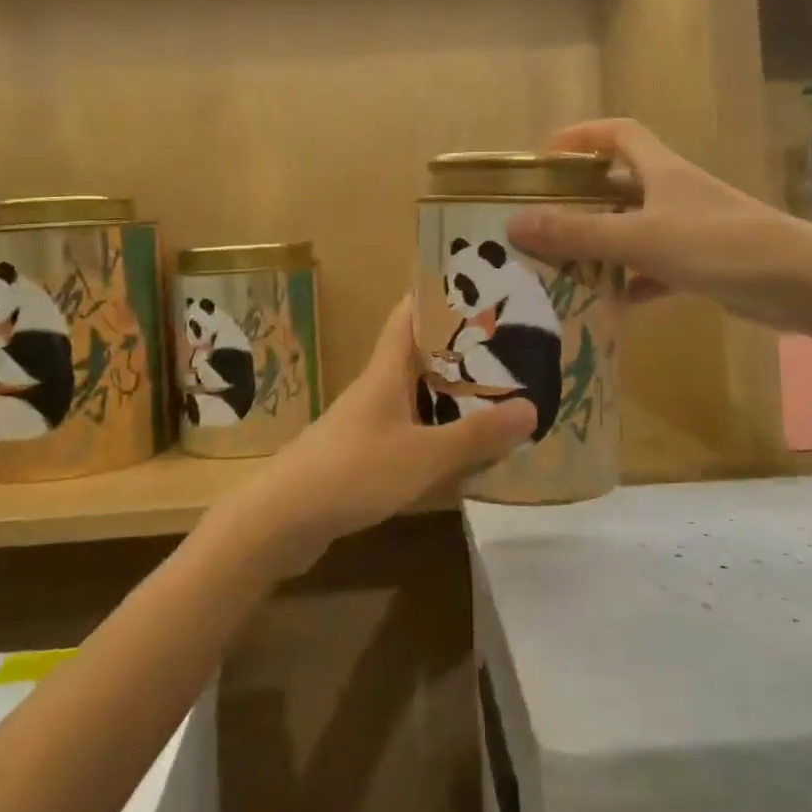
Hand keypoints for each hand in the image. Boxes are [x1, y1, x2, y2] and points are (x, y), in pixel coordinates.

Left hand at [214, 299, 535, 576]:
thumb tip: (532, 408)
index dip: (438, 296)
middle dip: (460, 351)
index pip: (408, 315)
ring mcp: (365, 424)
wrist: (280, 522)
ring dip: (451, 395)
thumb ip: (475, 435)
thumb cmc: (351, 473)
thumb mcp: (422, 456)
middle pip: (418, 356)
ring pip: (415, 397)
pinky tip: (462, 450)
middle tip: (509, 349)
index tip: (479, 289)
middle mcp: (375, 390)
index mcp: (385, 372)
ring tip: (498, 395)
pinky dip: (436, 433)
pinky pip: (408, 432)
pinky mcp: (361, 457)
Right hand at [506, 118, 811, 332]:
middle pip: (619, 185)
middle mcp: (674, 194)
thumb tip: (514, 224)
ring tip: (561, 265)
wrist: (804, 283)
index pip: (619, 134)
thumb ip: (578, 233)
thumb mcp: (641, 238)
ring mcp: (691, 231)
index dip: (582, 136)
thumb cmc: (720, 245)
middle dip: (581, 199)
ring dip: (602, 245)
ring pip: (634, 230)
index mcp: (661, 171)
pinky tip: (610, 305)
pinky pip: (654, 270)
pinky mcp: (703, 266)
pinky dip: (631, 283)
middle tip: (542, 220)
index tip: (546, 155)